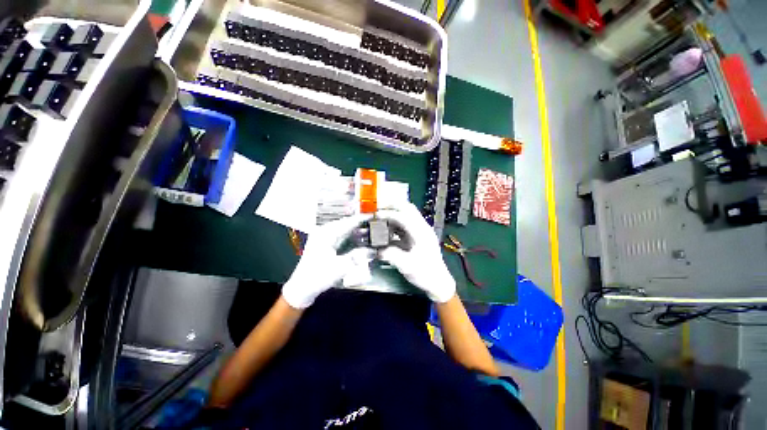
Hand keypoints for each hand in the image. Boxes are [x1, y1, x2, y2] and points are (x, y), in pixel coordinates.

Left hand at [282, 215, 372, 308]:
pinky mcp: (322, 244)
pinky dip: (348, 236)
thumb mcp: (341, 267)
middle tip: (372, 224)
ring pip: (342, 229)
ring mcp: (321, 238)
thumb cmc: (318, 277)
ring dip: (354, 230)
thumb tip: (372, 251)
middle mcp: (323, 232)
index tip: (371, 216)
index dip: (360, 219)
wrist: (302, 288)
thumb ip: (358, 256)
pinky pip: (338, 235)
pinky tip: (356, 238)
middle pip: (344, 224)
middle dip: (359, 224)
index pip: (347, 223)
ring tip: (367, 230)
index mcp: (325, 234)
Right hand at [378, 203, 455, 302]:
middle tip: (377, 208)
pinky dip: (393, 224)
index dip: (389, 214)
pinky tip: (385, 229)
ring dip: (392, 213)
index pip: (404, 216)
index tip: (376, 215)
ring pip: (406, 215)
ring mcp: (419, 231)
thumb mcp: (407, 266)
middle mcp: (421, 228)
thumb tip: (377, 250)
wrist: (438, 282)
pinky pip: (403, 225)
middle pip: (407, 208)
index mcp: (422, 233)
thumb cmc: (425, 274)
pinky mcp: (415, 236)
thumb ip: (391, 256)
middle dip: (392, 206)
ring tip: (379, 216)